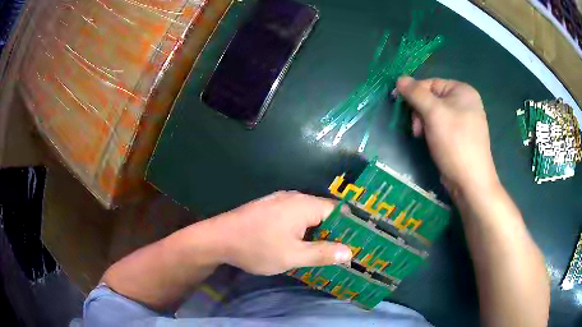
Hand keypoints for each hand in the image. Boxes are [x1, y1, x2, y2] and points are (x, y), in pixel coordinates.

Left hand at [214, 191, 352, 275]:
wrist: (218, 238)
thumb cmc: (256, 247)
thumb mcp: (292, 256)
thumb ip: (322, 254)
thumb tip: (349, 252)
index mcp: (304, 205)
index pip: (337, 210)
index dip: (349, 226)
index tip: (358, 242)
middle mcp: (294, 197)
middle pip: (323, 212)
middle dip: (334, 231)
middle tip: (343, 250)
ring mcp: (279, 201)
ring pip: (308, 216)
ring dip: (317, 232)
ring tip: (326, 250)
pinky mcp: (269, 208)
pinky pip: (294, 216)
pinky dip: (303, 229)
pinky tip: (301, 244)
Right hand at [396, 76, 498, 195]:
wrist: (470, 181)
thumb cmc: (454, 142)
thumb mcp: (433, 113)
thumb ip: (415, 93)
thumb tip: (399, 78)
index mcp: (463, 91)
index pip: (431, 83)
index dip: (415, 94)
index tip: (404, 109)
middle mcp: (465, 102)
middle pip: (432, 99)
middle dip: (420, 112)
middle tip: (417, 129)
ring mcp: (464, 120)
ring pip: (434, 114)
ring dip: (423, 123)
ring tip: (422, 137)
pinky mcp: (460, 136)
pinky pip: (441, 126)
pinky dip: (431, 132)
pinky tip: (430, 142)